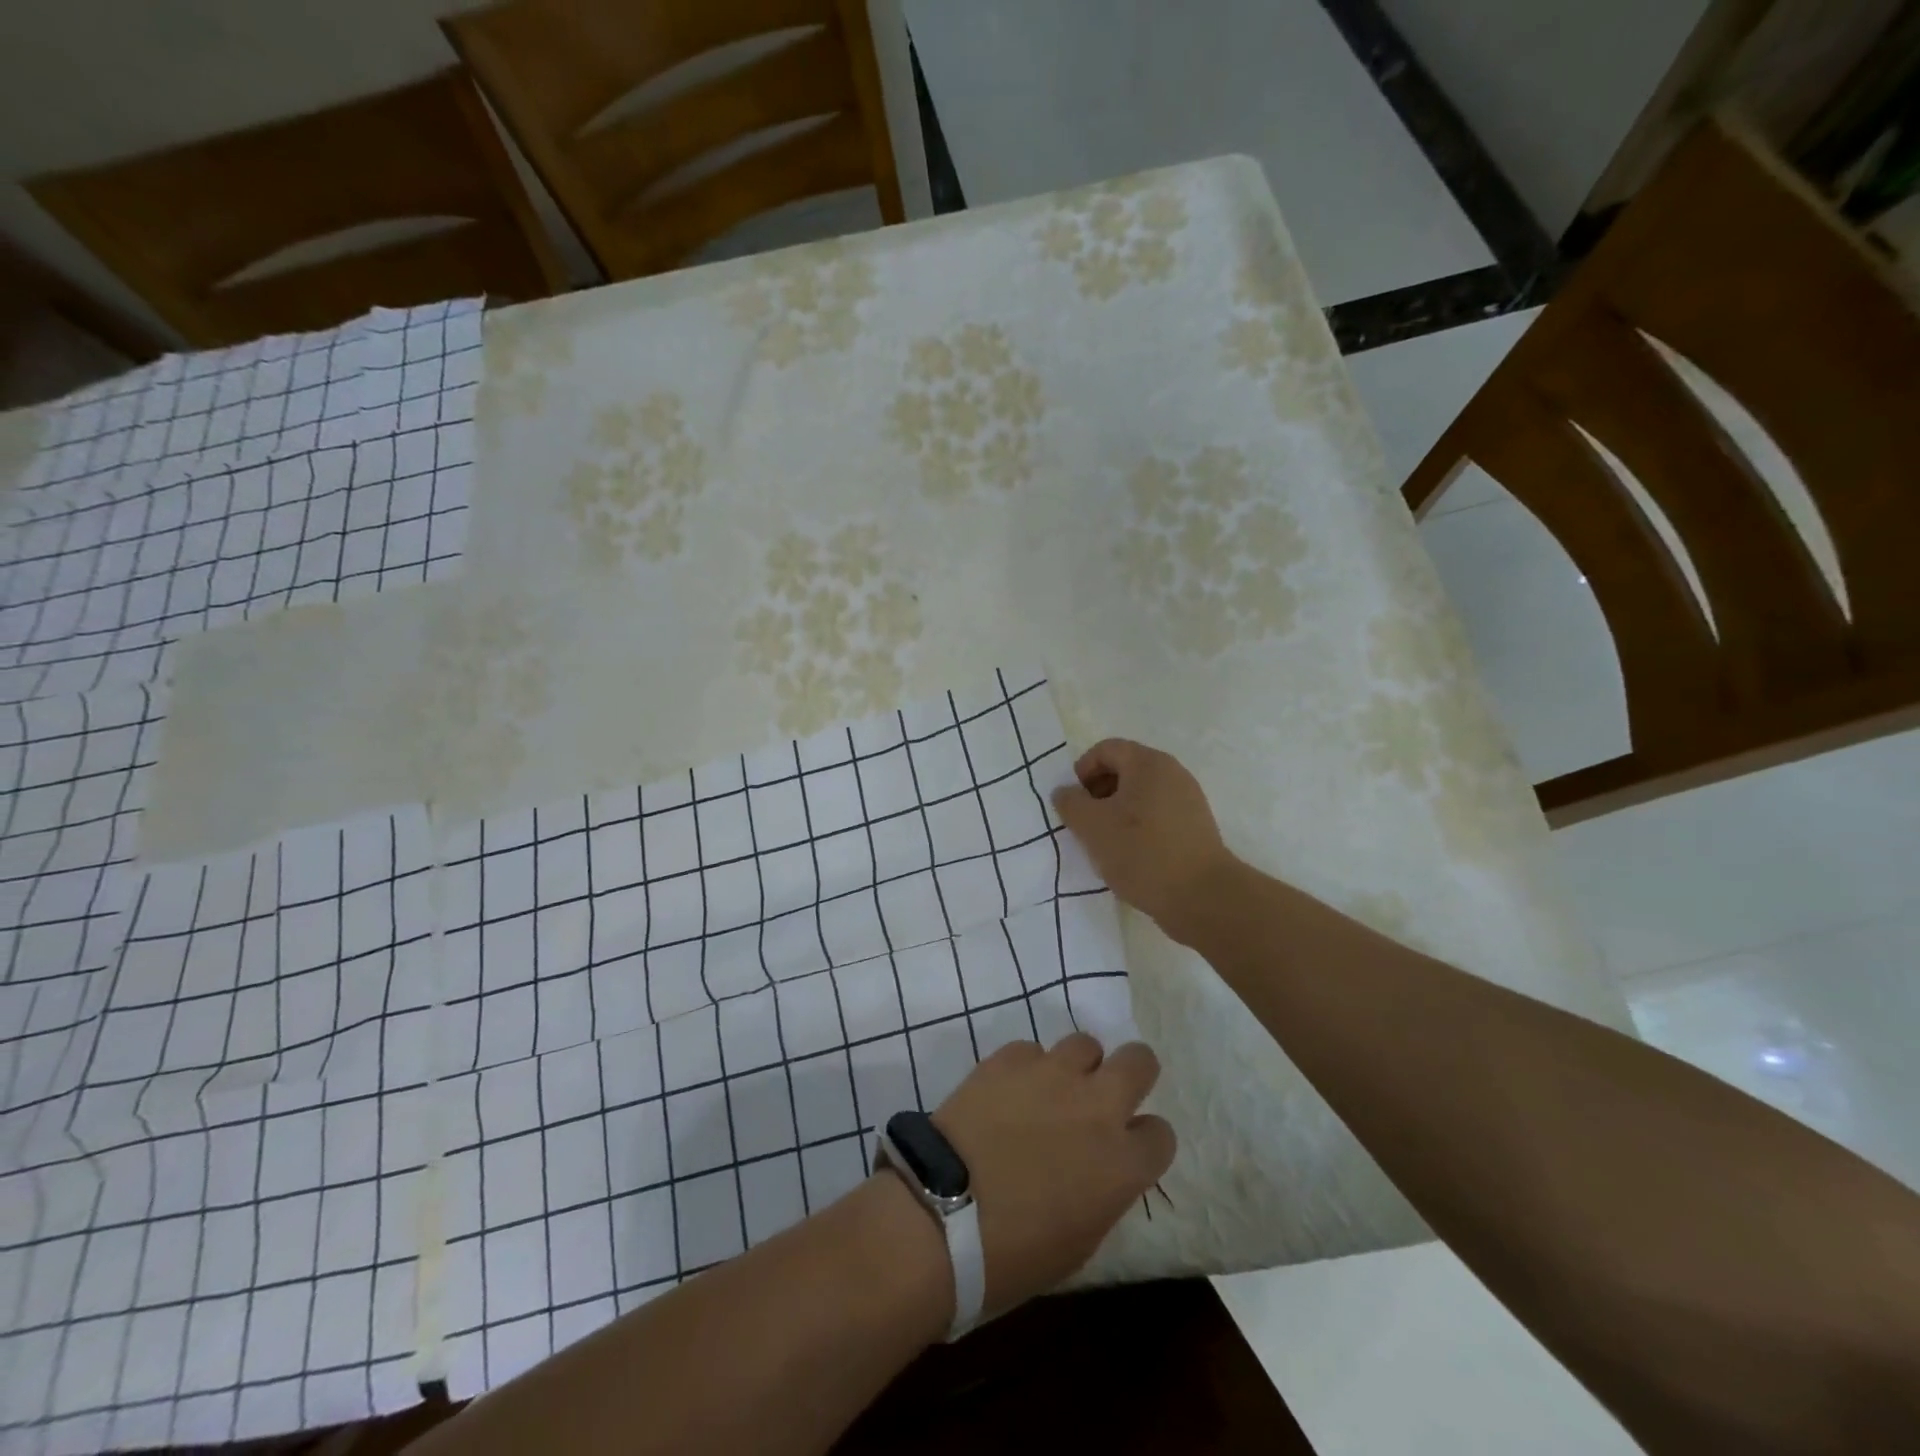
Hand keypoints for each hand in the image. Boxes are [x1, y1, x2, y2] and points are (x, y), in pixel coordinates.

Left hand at [931, 1034, 1174, 1317]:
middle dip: (1130, 1074)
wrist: (942, 1216)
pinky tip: (1007, 1093)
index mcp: (1122, 1163)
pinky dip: (1026, 1069)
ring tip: (1052, 1091)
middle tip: (1105, 1095)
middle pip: (1139, 1061)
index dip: (1144, 1142)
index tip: (1126, 1151)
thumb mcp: (1079, 1242)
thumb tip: (1098, 1171)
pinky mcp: (1009, 1058)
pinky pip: (1031, 1050)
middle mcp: (1097, 1106)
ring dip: (1077, 1067)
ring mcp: (1052, 1074)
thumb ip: (1103, 1192)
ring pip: (1085, 1044)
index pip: (1161, 1134)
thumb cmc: (1013, 1254)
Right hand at [1050, 738, 1236, 946]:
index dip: (1082, 771)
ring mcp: (1188, 799)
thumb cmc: (1142, 853)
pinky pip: (1157, 814)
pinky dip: (1138, 826)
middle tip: (1086, 823)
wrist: (1202, 896)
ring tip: (1107, 843)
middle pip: (1125, 769)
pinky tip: (1132, 855)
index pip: (1106, 749)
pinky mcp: (1195, 825)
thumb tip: (1065, 792)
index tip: (1075, 803)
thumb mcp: (1092, 827)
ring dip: (1117, 812)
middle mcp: (1172, 772)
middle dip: (1098, 792)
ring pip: (1140, 794)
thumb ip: (1070, 803)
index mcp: (1148, 763)